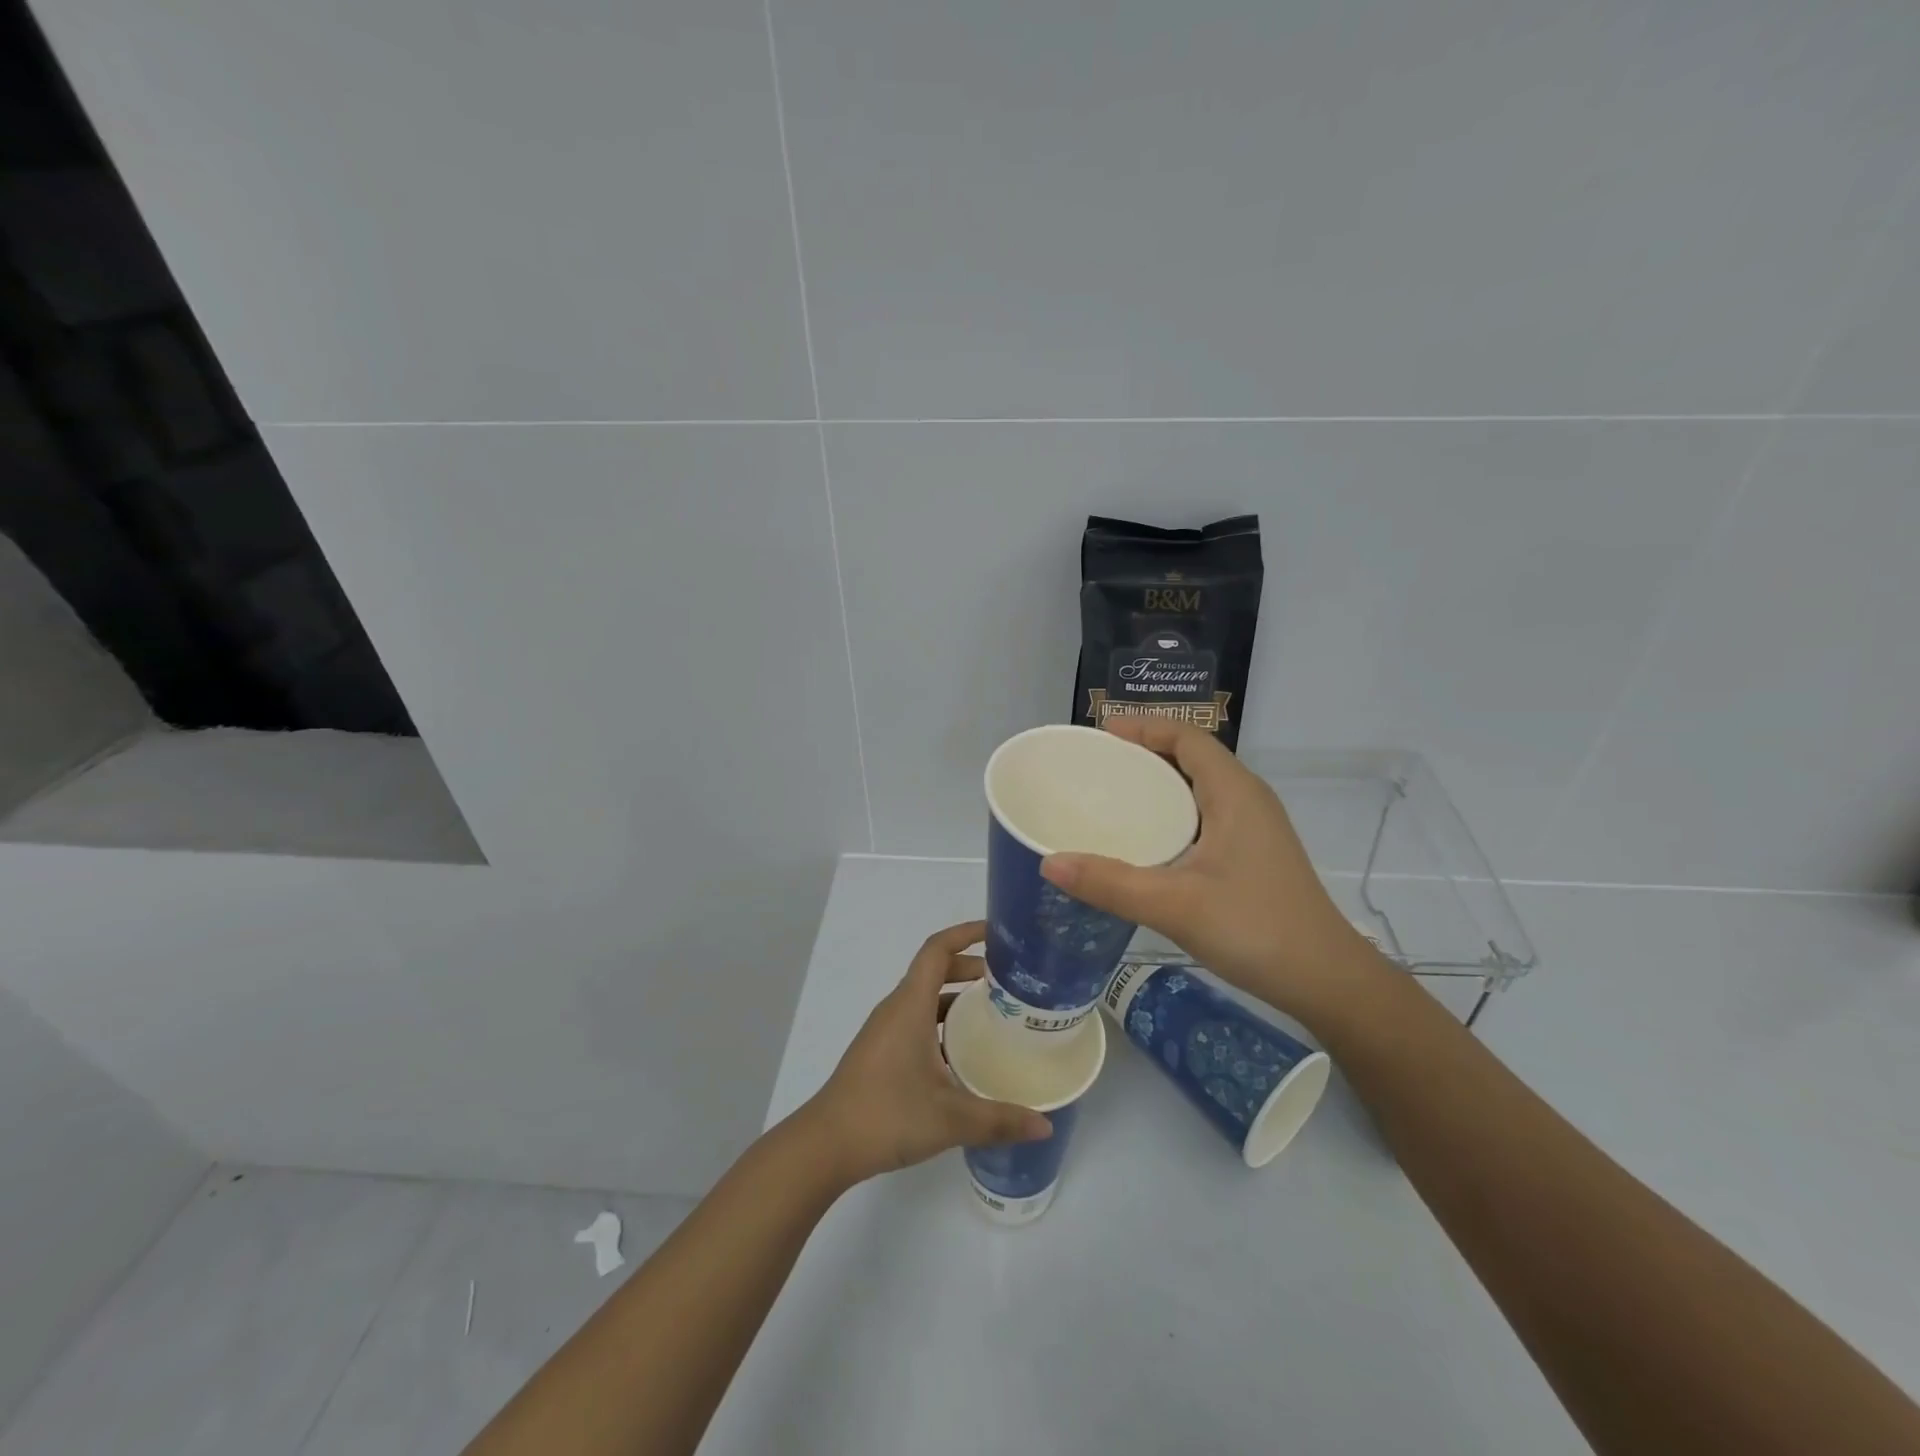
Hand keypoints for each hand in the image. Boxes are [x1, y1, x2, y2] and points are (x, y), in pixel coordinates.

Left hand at [800, 921, 1051, 1185]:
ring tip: (996, 1014)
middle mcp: (897, 1009)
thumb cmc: (886, 1115)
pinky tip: (966, 1054)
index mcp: (910, 1005)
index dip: (966, 933)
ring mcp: (886, 1031)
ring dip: (958, 998)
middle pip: (935, 971)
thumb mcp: (950, 1119)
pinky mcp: (882, 1052)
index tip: (998, 933)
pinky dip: (943, 1023)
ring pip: (926, 998)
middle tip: (1010, 982)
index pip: (937, 950)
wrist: (826, 1145)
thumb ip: (999, 1120)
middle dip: (971, 968)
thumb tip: (1045, 1126)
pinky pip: (917, 1021)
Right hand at [1040, 719, 1381, 1025]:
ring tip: (1111, 796)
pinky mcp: (1253, 854)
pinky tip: (1145, 840)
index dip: (1144, 726)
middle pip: (1192, 755)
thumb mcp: (1175, 905)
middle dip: (1145, 751)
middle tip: (1095, 765)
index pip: (1187, 736)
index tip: (1099, 733)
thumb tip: (1049, 863)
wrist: (1325, 980)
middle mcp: (1247, 799)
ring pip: (1199, 787)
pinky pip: (1204, 813)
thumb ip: (1110, 883)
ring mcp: (1254, 828)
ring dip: (1158, 783)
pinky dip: (1170, 812)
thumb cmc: (1256, 929)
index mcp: (1234, 793)